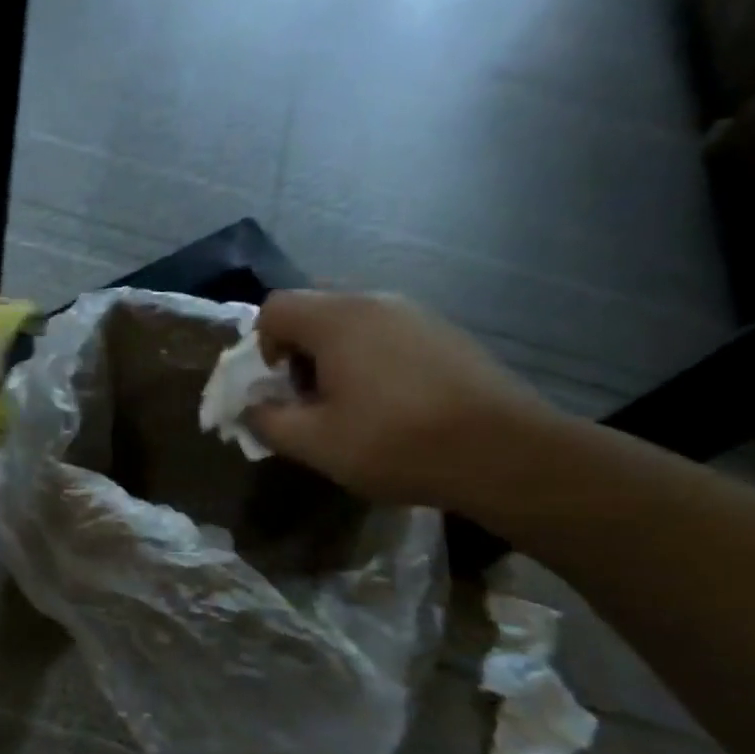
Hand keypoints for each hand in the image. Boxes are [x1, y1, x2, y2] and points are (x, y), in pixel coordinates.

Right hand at [247, 290, 557, 511]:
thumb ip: (267, 421)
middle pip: (313, 309)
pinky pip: (389, 333)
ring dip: (336, 356)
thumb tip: (250, 407)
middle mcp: (374, 301)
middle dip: (299, 351)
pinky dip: (373, 358)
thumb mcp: (315, 443)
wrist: (504, 452)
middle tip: (311, 397)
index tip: (280, 387)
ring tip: (353, 404)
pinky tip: (394, 403)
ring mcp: (416, 313)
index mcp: (336, 319)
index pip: (274, 307)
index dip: (262, 345)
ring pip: (353, 321)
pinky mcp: (446, 332)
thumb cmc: (395, 443)